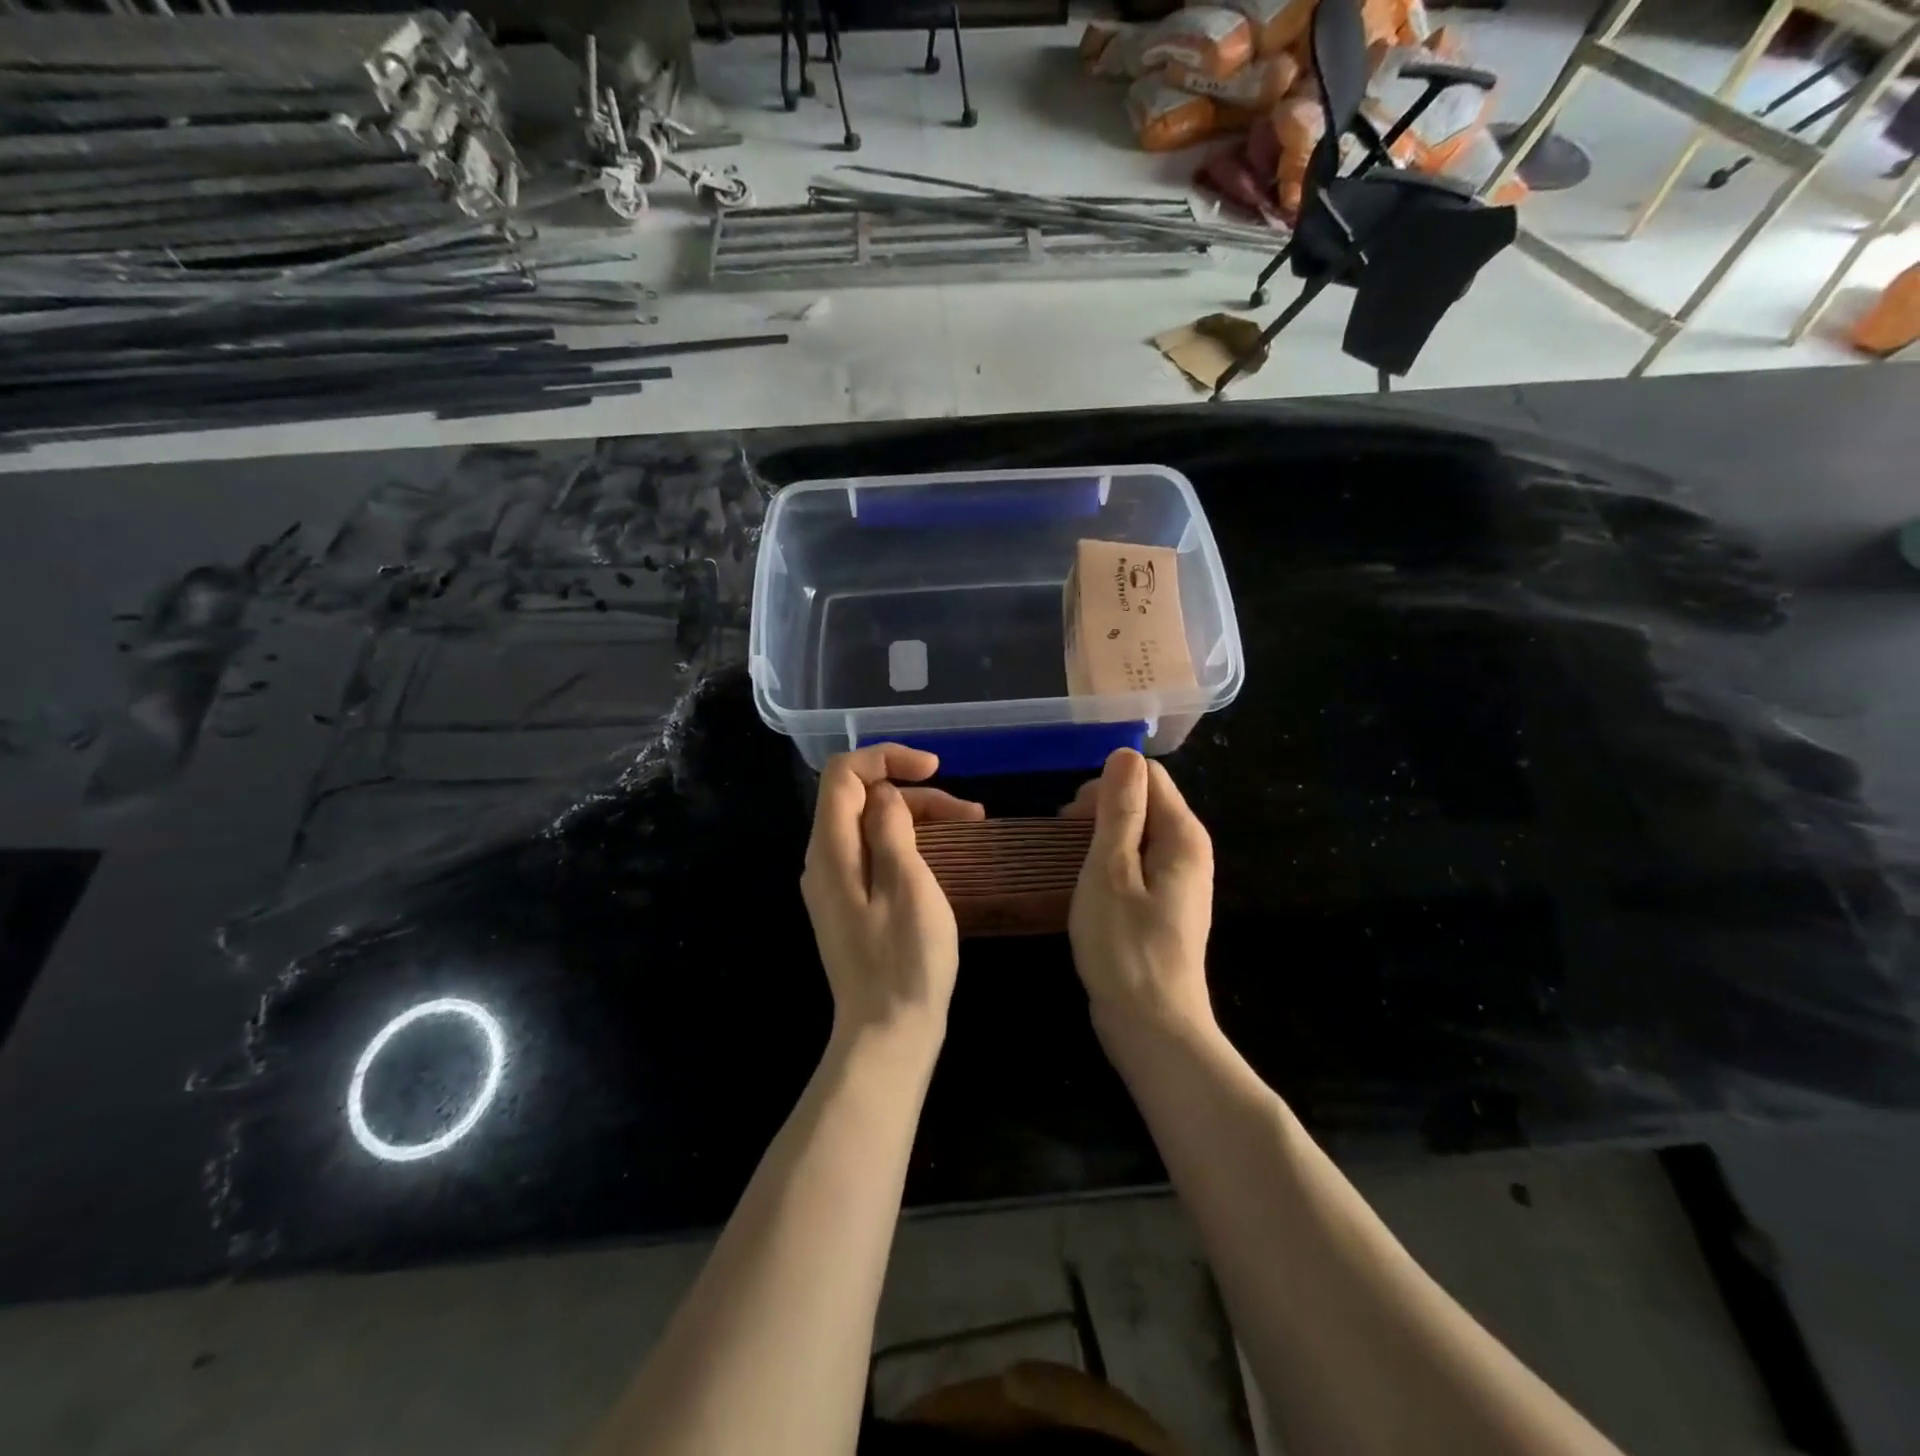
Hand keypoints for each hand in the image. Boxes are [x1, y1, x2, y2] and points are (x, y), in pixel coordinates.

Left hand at [801, 745, 983, 1053]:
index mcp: (830, 850)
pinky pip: (876, 854)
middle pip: (861, 799)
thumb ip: (890, 828)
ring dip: (919, 817)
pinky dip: (910, 844)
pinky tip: (945, 855)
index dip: (887, 758)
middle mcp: (824, 860)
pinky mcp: (853, 905)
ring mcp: (837, 885)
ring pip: (872, 826)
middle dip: (914, 793)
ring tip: (971, 826)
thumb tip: (884, 794)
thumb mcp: (907, 884)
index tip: (935, 768)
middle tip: (969, 812)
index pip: (844, 774)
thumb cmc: (905, 960)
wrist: (888, 1034)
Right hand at [1062, 748, 1214, 1042]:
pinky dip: (1109, 862)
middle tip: (1064, 841)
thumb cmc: (1124, 946)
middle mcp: (1189, 850)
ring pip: (1137, 832)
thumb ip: (1119, 810)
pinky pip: (1136, 862)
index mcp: (1182, 835)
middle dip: (1101, 809)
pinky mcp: (1166, 904)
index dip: (1106, 786)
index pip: (1147, 775)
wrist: (1152, 1027)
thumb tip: (1125, 753)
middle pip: (1144, 801)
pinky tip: (1088, 886)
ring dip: (1101, 837)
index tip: (1072, 818)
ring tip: (1070, 863)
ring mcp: (1180, 879)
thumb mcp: (1110, 870)